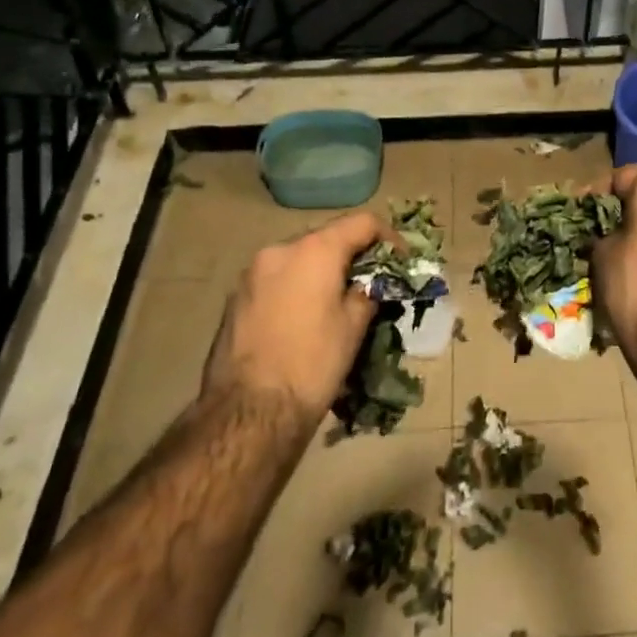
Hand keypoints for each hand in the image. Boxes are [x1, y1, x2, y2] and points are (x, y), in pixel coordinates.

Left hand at [203, 210, 383, 416]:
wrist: (247, 414)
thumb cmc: (312, 364)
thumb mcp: (353, 327)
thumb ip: (366, 292)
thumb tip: (368, 285)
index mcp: (315, 250)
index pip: (362, 222)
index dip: (388, 237)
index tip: (401, 260)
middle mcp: (280, 250)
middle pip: (327, 238)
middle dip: (352, 255)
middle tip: (370, 282)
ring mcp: (252, 273)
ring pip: (299, 259)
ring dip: (321, 272)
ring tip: (335, 302)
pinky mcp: (235, 298)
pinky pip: (277, 279)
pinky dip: (296, 287)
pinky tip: (303, 319)